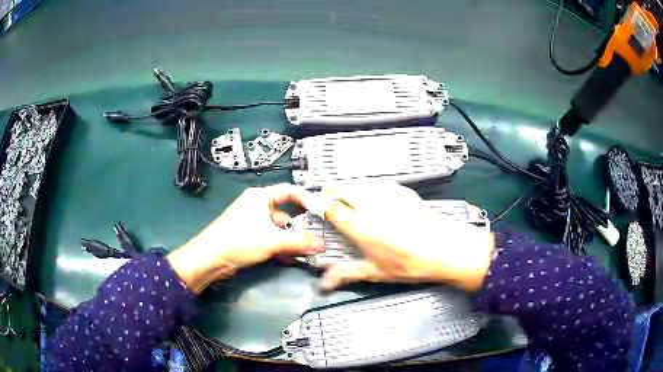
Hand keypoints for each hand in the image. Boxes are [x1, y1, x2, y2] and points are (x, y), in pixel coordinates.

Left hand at [167, 184, 324, 292]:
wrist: (210, 258)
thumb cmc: (239, 240)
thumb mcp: (272, 240)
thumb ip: (299, 241)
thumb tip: (322, 245)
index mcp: (260, 197)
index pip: (288, 190)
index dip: (306, 197)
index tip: (321, 209)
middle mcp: (256, 206)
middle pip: (285, 212)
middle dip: (300, 225)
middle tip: (317, 235)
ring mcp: (251, 223)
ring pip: (278, 229)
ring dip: (291, 239)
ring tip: (307, 250)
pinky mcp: (248, 237)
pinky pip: (270, 239)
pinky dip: (281, 247)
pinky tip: (292, 258)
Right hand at [318, 182, 493, 291]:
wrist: (447, 248)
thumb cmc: (411, 263)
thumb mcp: (377, 272)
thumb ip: (347, 273)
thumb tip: (324, 283)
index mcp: (362, 227)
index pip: (332, 207)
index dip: (318, 203)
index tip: (311, 203)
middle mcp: (372, 205)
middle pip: (343, 187)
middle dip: (331, 191)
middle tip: (329, 201)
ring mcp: (389, 194)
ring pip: (359, 182)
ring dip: (349, 186)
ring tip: (348, 197)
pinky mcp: (403, 191)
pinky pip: (377, 183)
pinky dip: (368, 186)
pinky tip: (374, 197)